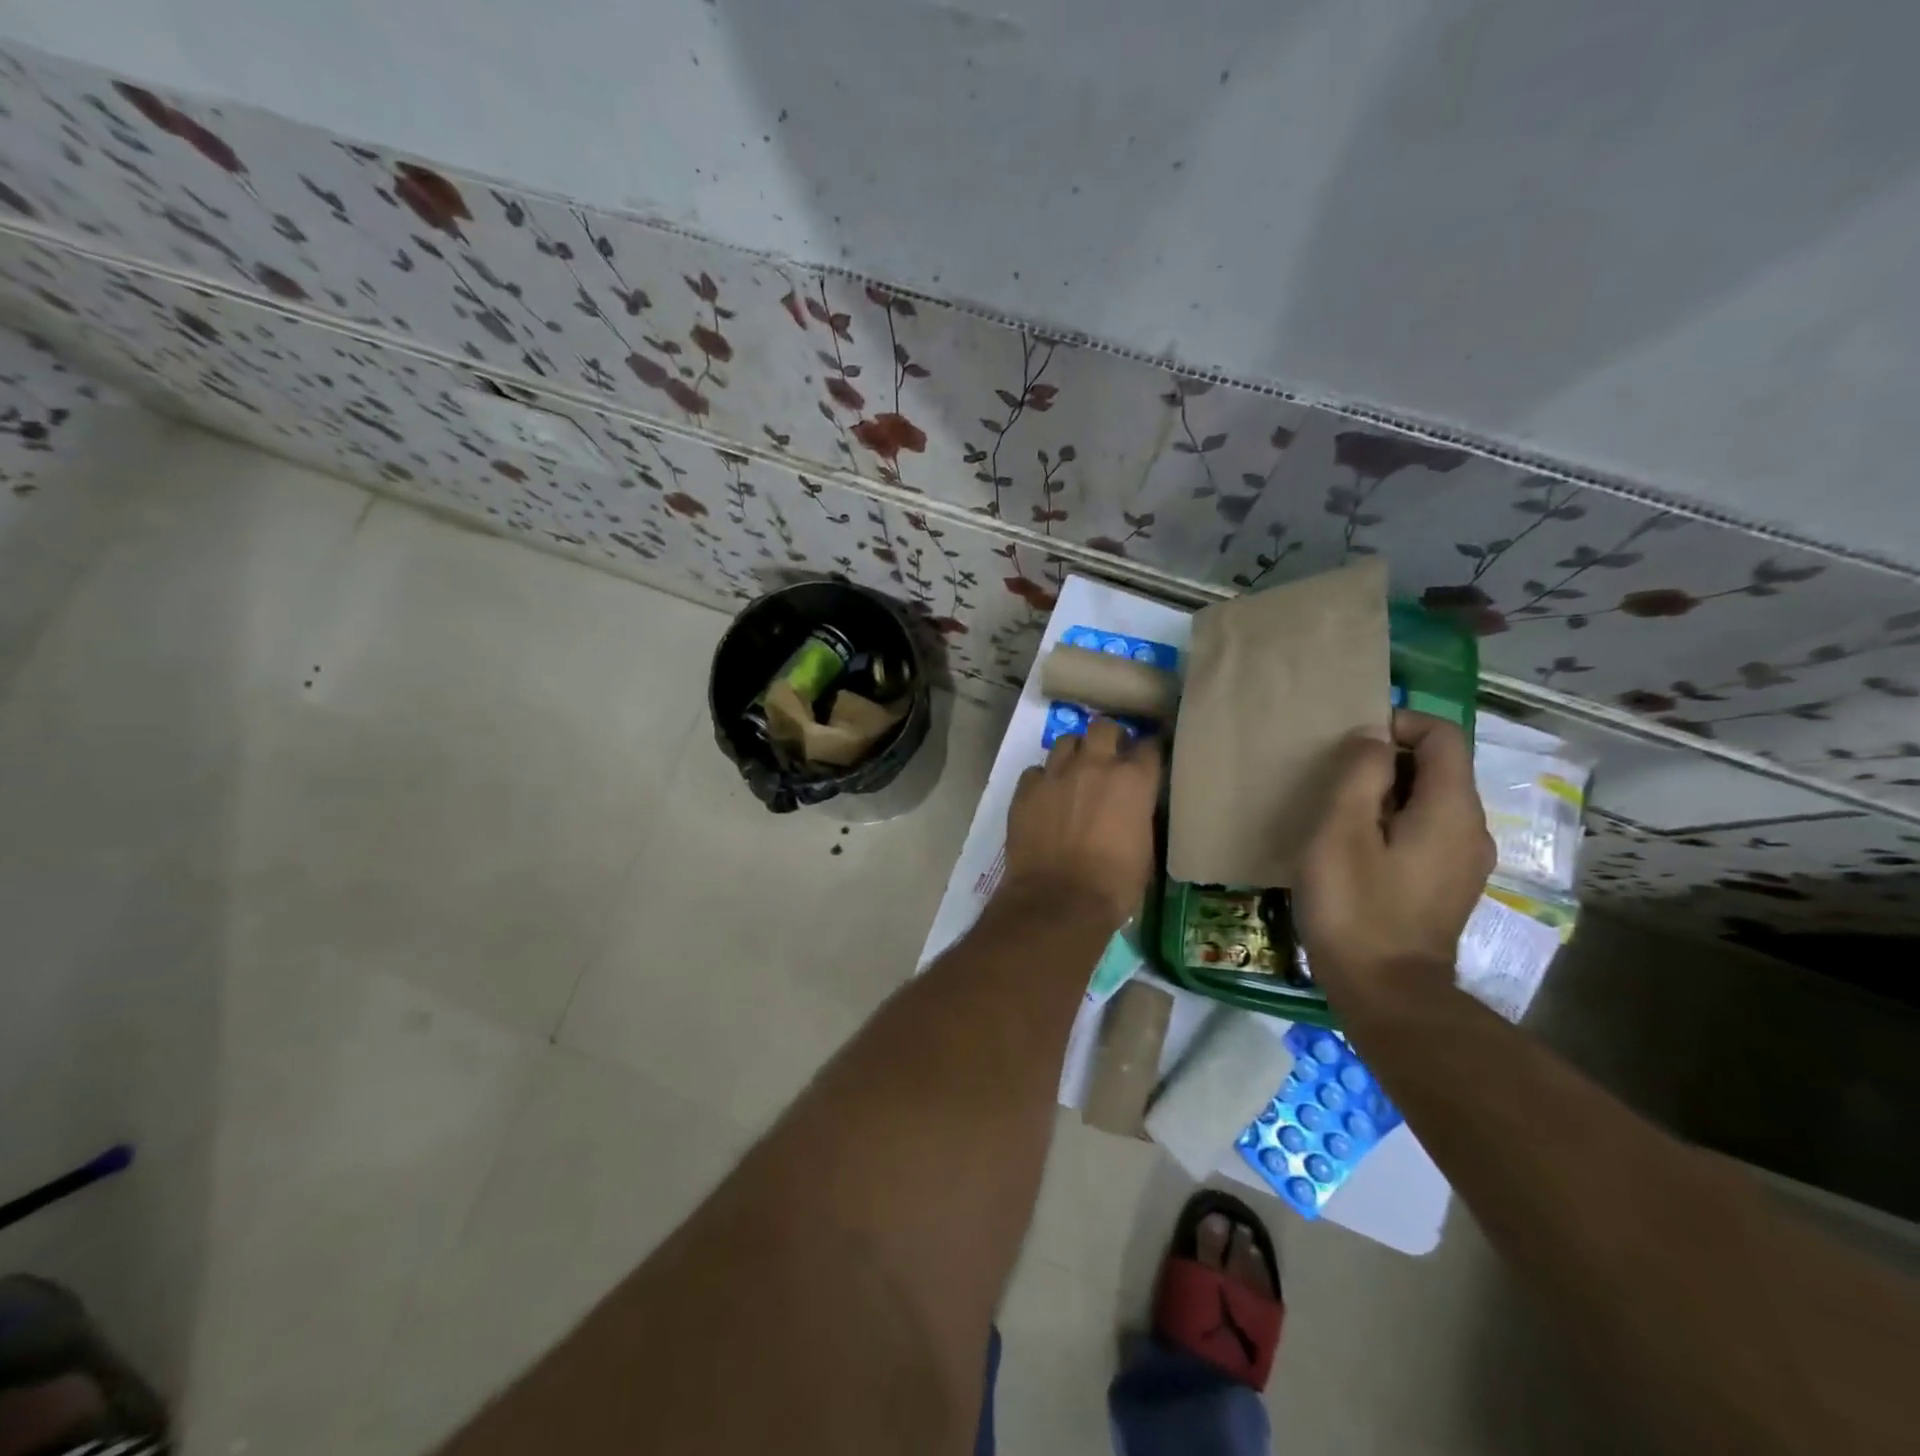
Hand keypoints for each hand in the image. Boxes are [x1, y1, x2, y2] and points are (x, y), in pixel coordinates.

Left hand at [1002, 719, 1162, 929]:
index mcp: (1134, 780)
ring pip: (1067, 741)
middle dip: (1109, 738)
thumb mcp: (1145, 851)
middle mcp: (1095, 765)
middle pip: (1104, 727)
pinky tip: (1045, 796)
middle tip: (1109, 757)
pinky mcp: (1026, 788)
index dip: (1149, 751)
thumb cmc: (1113, 885)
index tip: (1148, 758)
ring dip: (1075, 752)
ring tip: (1075, 772)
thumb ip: (1140, 817)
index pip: (1149, 746)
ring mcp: (1056, 773)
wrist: (1058, 900)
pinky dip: (1044, 779)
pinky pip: (1036, 770)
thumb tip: (1134, 810)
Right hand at [1294, 712, 1493, 1006]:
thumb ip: (1359, 774)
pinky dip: (1394, 824)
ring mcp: (1464, 862)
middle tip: (1333, 781)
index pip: (1442, 735)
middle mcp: (1471, 829)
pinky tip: (1356, 851)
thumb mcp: (1341, 831)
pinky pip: (1426, 833)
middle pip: (1437, 768)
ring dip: (1386, 795)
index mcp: (1451, 809)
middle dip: (1387, 761)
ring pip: (1429, 802)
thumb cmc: (1356, 907)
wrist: (1386, 994)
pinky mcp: (1448, 887)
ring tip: (1338, 815)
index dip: (1399, 723)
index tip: (1351, 743)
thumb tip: (1373, 738)